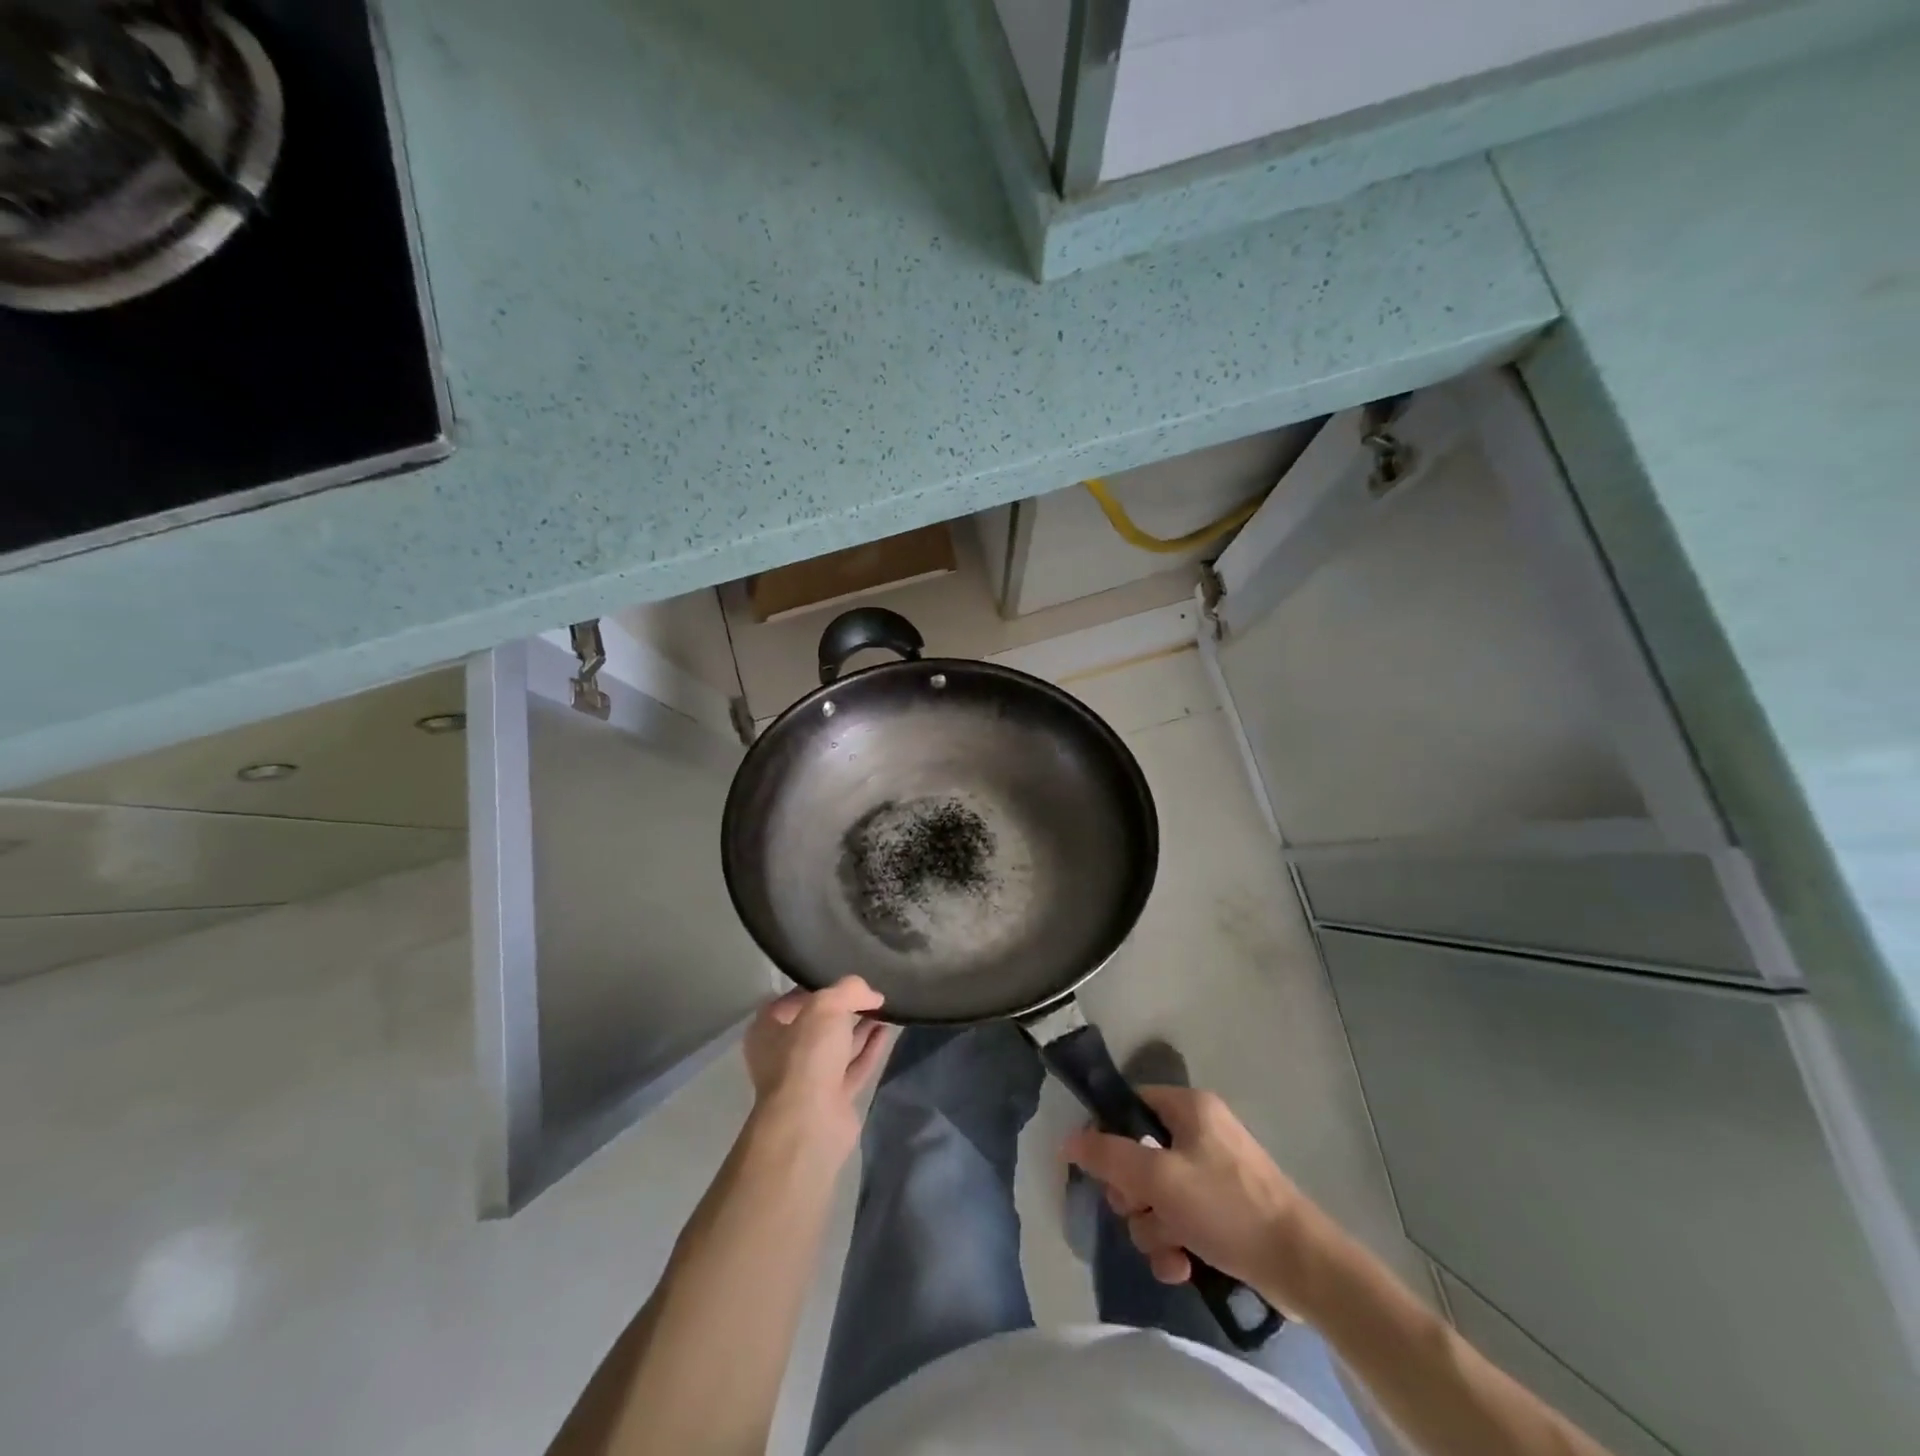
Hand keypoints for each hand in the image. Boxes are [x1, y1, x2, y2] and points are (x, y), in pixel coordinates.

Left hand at [743, 977, 893, 1156]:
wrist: (809, 1123)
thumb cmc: (806, 1056)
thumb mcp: (826, 1006)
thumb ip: (850, 990)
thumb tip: (873, 995)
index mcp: (768, 1029)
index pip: (793, 999)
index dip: (819, 986)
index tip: (847, 979)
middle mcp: (785, 1053)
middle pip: (818, 1023)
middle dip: (844, 1008)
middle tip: (871, 992)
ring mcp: (809, 1078)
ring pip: (839, 1046)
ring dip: (861, 1027)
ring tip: (886, 1006)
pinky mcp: (833, 1097)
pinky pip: (854, 1066)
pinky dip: (870, 1048)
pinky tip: (888, 1030)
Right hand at [1064, 1085, 1323, 1310]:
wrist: (1303, 1267)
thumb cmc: (1227, 1208)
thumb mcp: (1159, 1179)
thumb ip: (1109, 1156)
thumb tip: (1067, 1140)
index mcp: (1189, 1107)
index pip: (1130, 1105)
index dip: (1107, 1135)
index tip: (1100, 1170)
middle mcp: (1201, 1131)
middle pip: (1139, 1155)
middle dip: (1134, 1195)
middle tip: (1140, 1213)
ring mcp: (1214, 1172)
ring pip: (1157, 1194)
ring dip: (1153, 1227)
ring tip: (1170, 1251)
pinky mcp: (1225, 1210)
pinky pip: (1181, 1218)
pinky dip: (1175, 1242)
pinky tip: (1182, 1267)